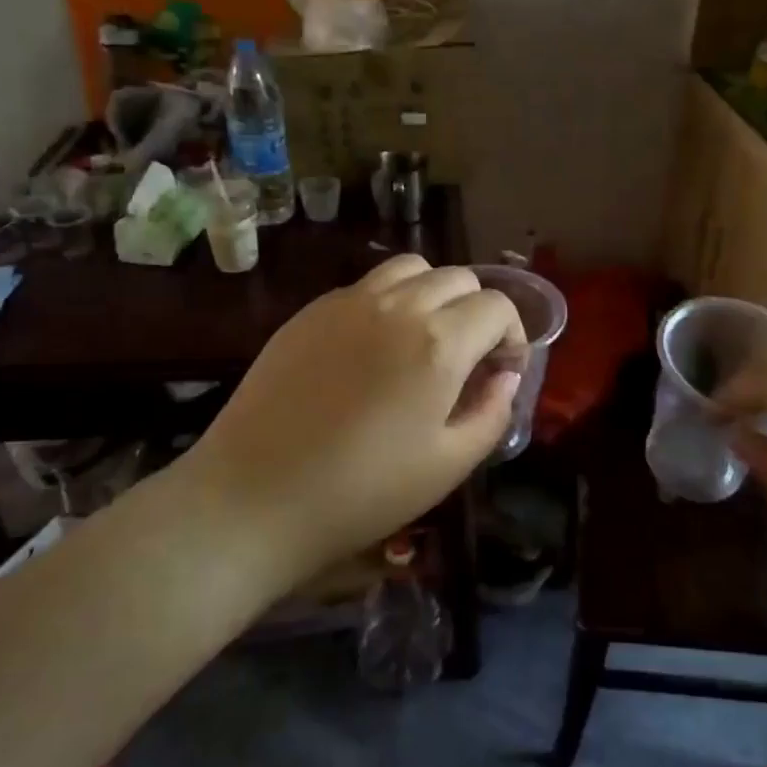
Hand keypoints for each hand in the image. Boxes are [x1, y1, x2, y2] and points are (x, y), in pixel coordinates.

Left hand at [169, 255, 525, 574]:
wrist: (253, 497)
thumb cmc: (361, 492)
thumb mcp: (448, 465)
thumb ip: (492, 412)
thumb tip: (505, 377)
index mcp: (438, 342)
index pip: (496, 306)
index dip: (512, 335)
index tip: (502, 371)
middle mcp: (397, 305)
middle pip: (458, 278)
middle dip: (477, 311)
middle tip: (469, 358)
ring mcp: (347, 302)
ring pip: (410, 268)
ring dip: (433, 294)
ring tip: (424, 340)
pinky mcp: (309, 311)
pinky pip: (366, 286)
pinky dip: (389, 301)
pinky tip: (374, 348)